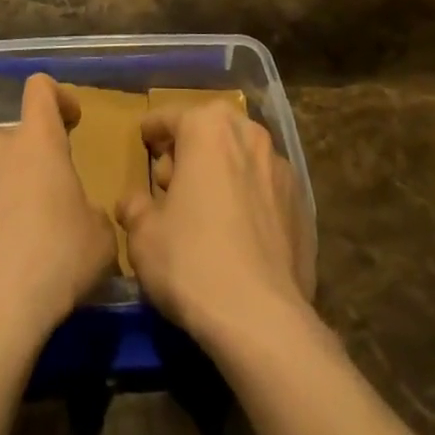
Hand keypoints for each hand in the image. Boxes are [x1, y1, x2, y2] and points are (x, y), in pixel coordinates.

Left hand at [0, 73, 117, 341]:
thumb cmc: (54, 265)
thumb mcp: (99, 240)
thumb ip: (91, 213)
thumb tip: (81, 217)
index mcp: (35, 141)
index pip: (40, 89)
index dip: (56, 98)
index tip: (69, 121)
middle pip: (10, 139)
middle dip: (24, 163)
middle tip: (38, 205)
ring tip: (1, 241)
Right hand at [117, 101, 315, 343]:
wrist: (262, 318)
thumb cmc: (192, 261)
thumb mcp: (144, 237)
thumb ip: (135, 208)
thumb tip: (133, 202)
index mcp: (207, 127)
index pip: (171, 116)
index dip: (153, 128)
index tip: (144, 139)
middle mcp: (247, 133)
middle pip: (210, 130)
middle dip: (189, 149)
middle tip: (171, 181)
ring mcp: (280, 166)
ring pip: (241, 155)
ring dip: (222, 170)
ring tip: (206, 207)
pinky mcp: (301, 202)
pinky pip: (264, 187)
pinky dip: (248, 197)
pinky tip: (238, 231)